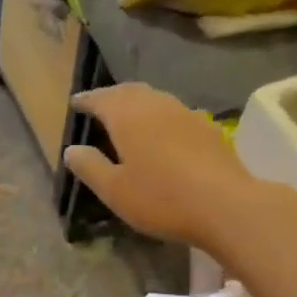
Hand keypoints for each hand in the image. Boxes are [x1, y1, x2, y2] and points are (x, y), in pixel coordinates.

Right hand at [63, 84, 254, 249]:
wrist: (225, 204)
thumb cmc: (161, 198)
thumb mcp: (114, 190)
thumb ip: (90, 167)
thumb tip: (71, 150)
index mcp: (128, 116)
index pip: (101, 99)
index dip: (87, 100)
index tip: (75, 103)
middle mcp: (156, 105)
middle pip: (130, 92)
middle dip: (112, 96)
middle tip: (100, 105)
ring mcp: (185, 114)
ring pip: (155, 99)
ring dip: (138, 103)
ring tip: (128, 116)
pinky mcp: (207, 128)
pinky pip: (174, 113)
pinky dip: (160, 116)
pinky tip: (162, 132)